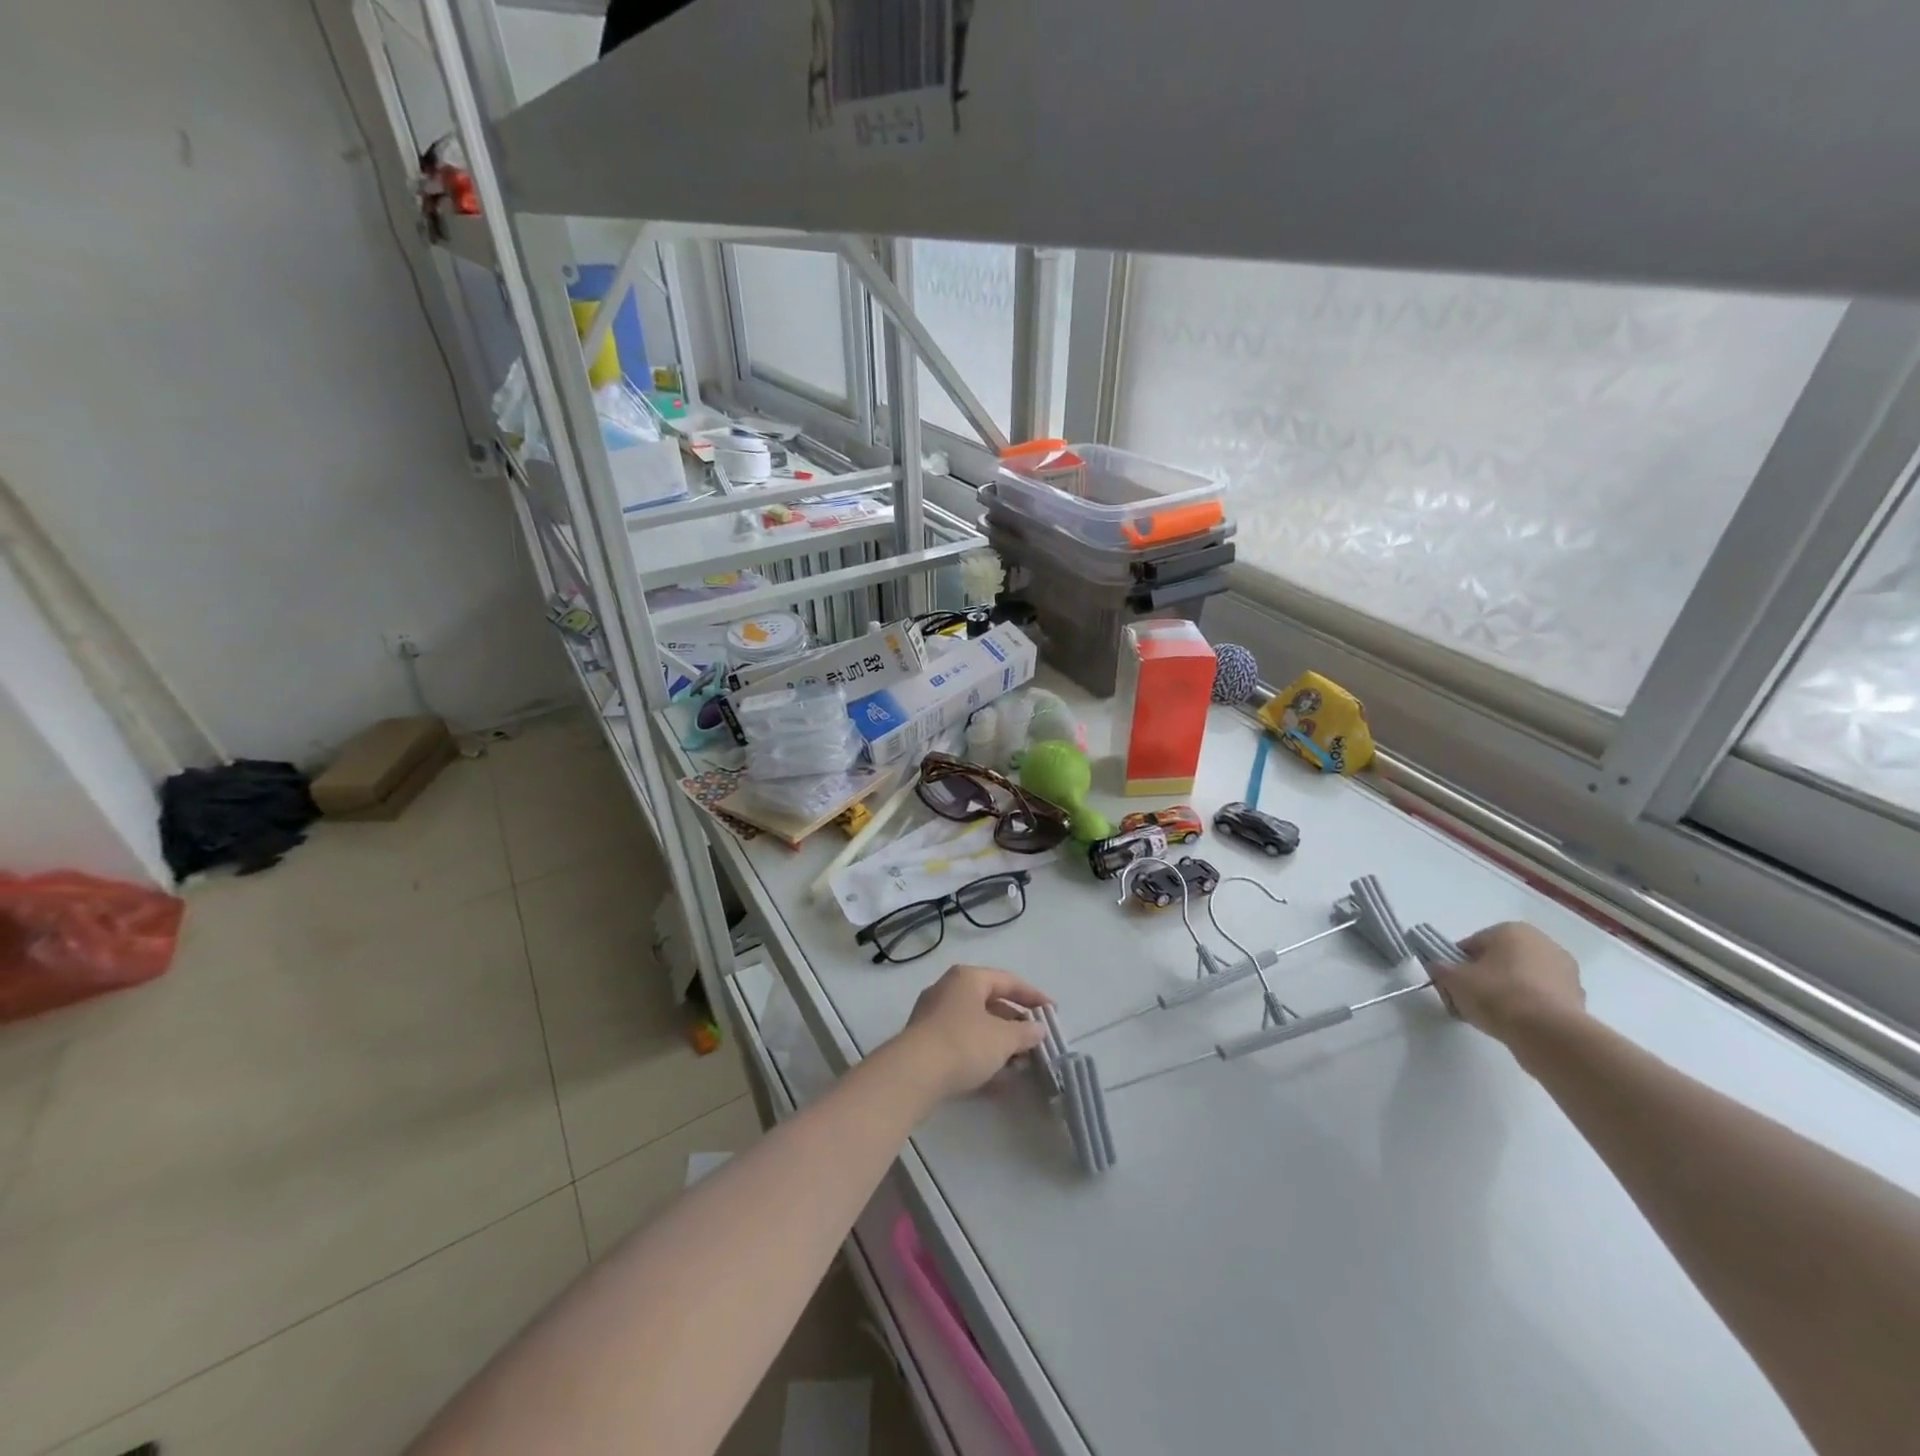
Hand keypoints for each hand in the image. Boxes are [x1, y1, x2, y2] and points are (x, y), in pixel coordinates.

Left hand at [891, 964, 1050, 1102]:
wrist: (913, 1074)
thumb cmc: (963, 1043)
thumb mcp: (1003, 1038)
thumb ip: (1025, 1033)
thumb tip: (1038, 1029)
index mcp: (967, 978)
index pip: (1008, 981)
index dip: (1033, 996)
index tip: (1053, 1012)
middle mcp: (948, 991)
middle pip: (990, 1003)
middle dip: (1015, 1023)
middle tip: (1036, 1040)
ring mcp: (934, 1017)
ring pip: (976, 1026)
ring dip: (999, 1043)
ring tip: (1021, 1063)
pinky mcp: (926, 1044)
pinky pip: (962, 1044)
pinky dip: (981, 1056)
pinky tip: (998, 1081)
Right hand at [1426, 922, 1585, 1046]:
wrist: (1548, 1034)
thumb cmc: (1496, 994)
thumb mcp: (1453, 979)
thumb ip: (1441, 969)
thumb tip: (1439, 968)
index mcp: (1512, 930)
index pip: (1473, 944)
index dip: (1458, 964)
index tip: (1452, 984)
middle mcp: (1543, 943)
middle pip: (1500, 959)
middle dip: (1485, 976)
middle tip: (1470, 999)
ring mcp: (1566, 972)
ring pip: (1523, 979)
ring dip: (1508, 992)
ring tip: (1492, 1015)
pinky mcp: (1578, 999)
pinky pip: (1541, 998)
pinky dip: (1528, 1007)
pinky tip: (1515, 1024)